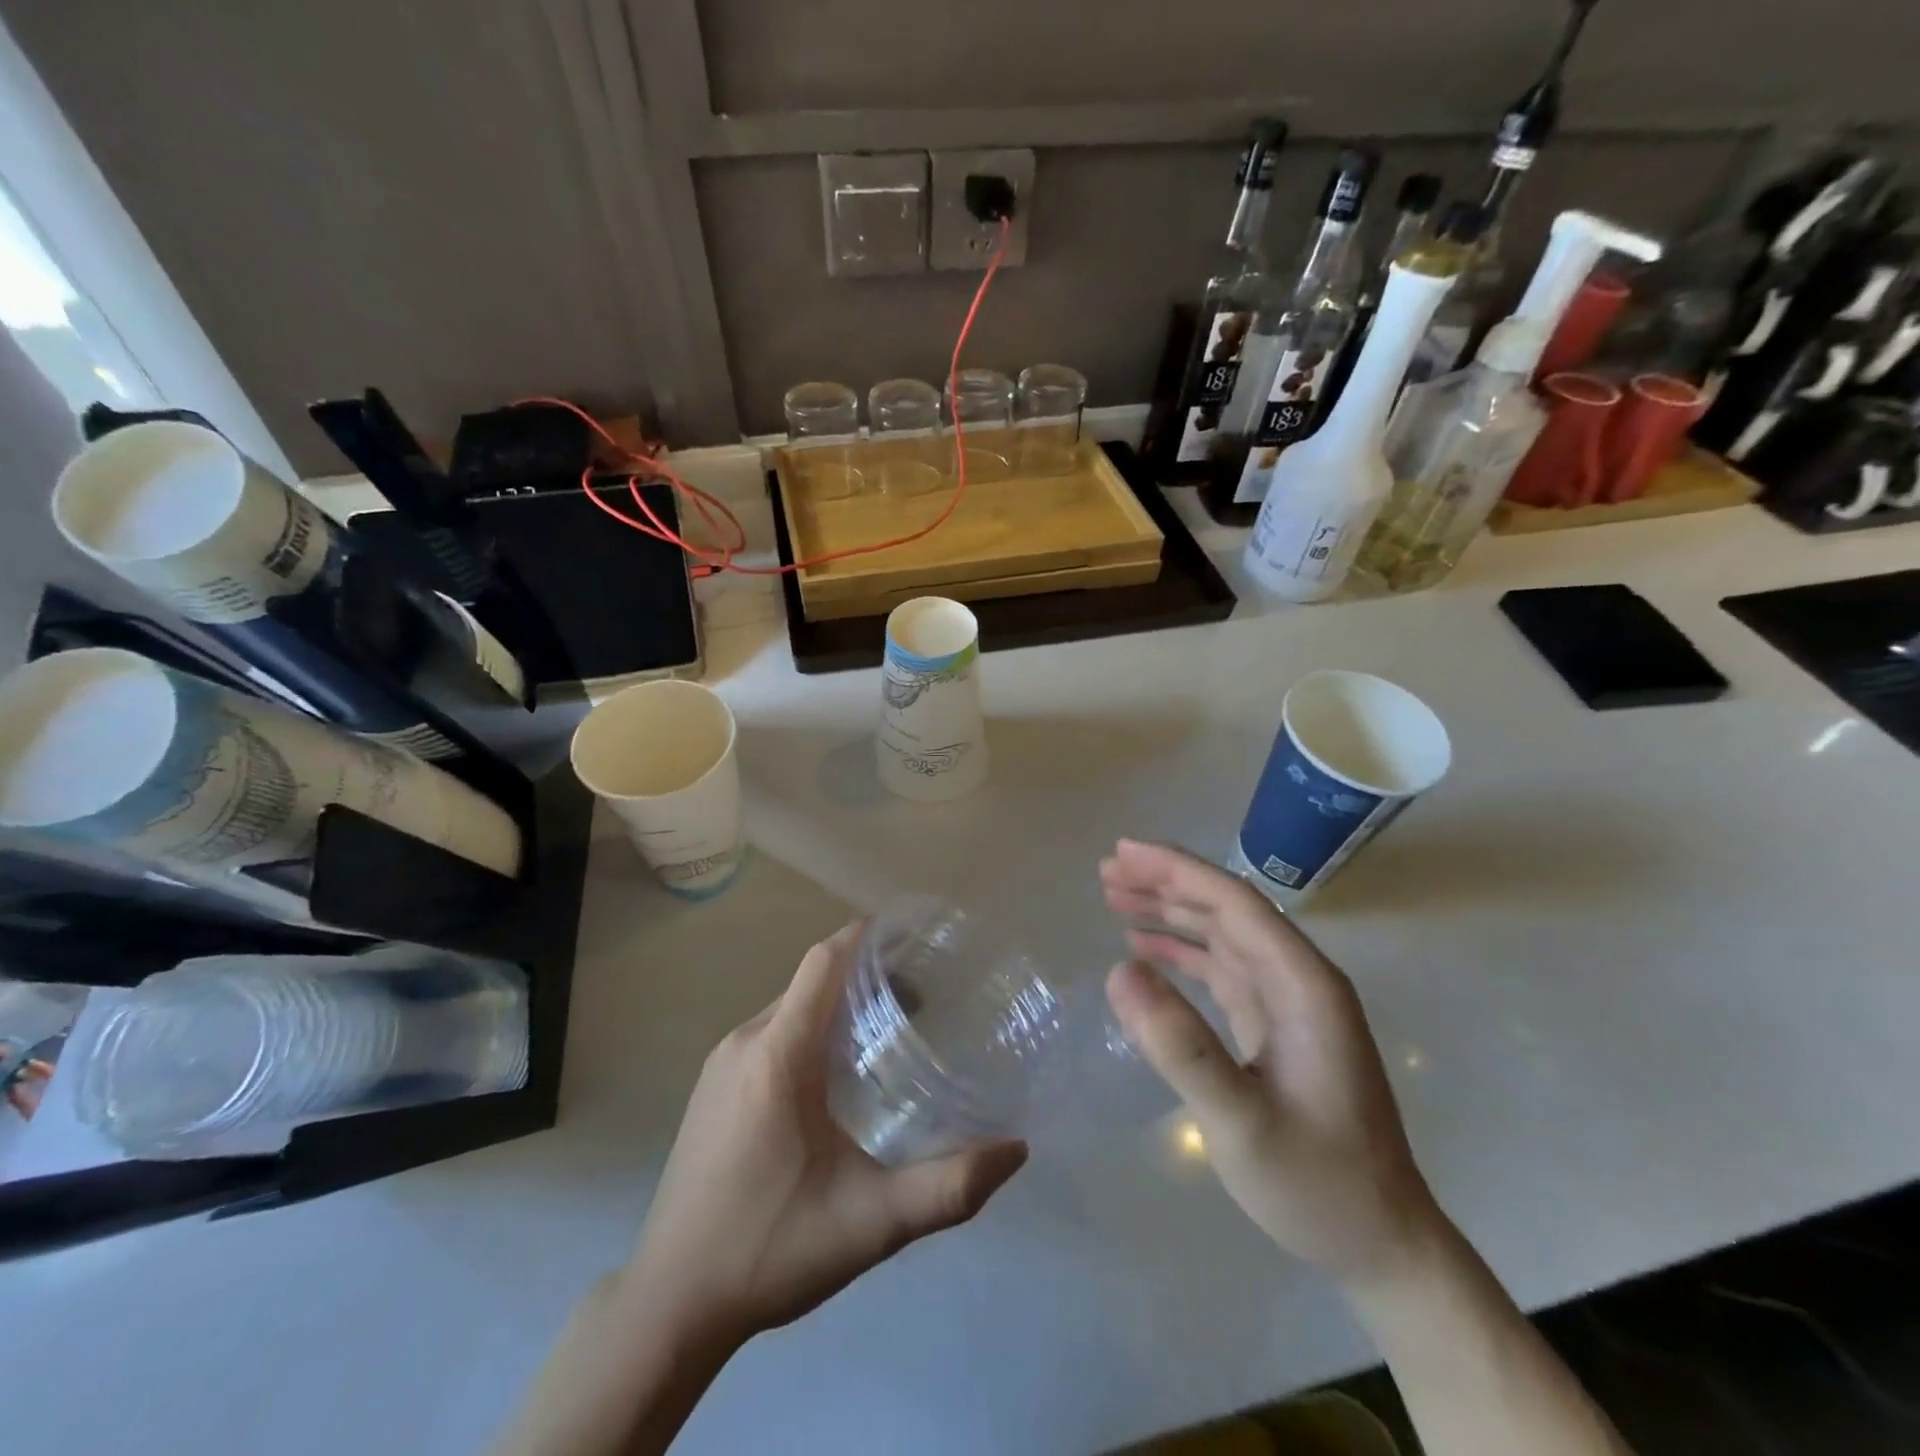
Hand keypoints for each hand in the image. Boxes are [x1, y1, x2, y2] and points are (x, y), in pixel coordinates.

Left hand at [622, 921, 1028, 1344]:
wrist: (669, 1304)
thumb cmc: (770, 1249)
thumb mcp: (871, 1223)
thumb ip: (949, 1187)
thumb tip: (1015, 1150)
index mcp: (777, 1053)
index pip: (825, 961)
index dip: (870, 937)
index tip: (918, 940)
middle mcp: (745, 1041)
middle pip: (813, 979)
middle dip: (868, 974)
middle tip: (925, 998)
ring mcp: (722, 1063)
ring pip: (792, 1005)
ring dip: (840, 1003)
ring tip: (892, 1032)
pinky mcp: (714, 1086)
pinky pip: (772, 1031)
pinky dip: (812, 1027)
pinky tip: (840, 1074)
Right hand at [1100, 840, 1442, 1285]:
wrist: (1381, 1246)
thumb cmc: (1317, 1184)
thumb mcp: (1241, 1123)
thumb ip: (1179, 1047)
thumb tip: (1118, 971)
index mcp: (1303, 986)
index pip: (1235, 903)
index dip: (1178, 870)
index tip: (1123, 852)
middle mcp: (1298, 980)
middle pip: (1226, 909)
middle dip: (1166, 882)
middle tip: (1106, 871)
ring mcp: (1287, 1004)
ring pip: (1220, 934)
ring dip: (1169, 911)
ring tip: (1113, 897)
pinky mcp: (1274, 1026)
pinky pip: (1220, 969)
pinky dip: (1180, 952)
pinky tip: (1144, 949)